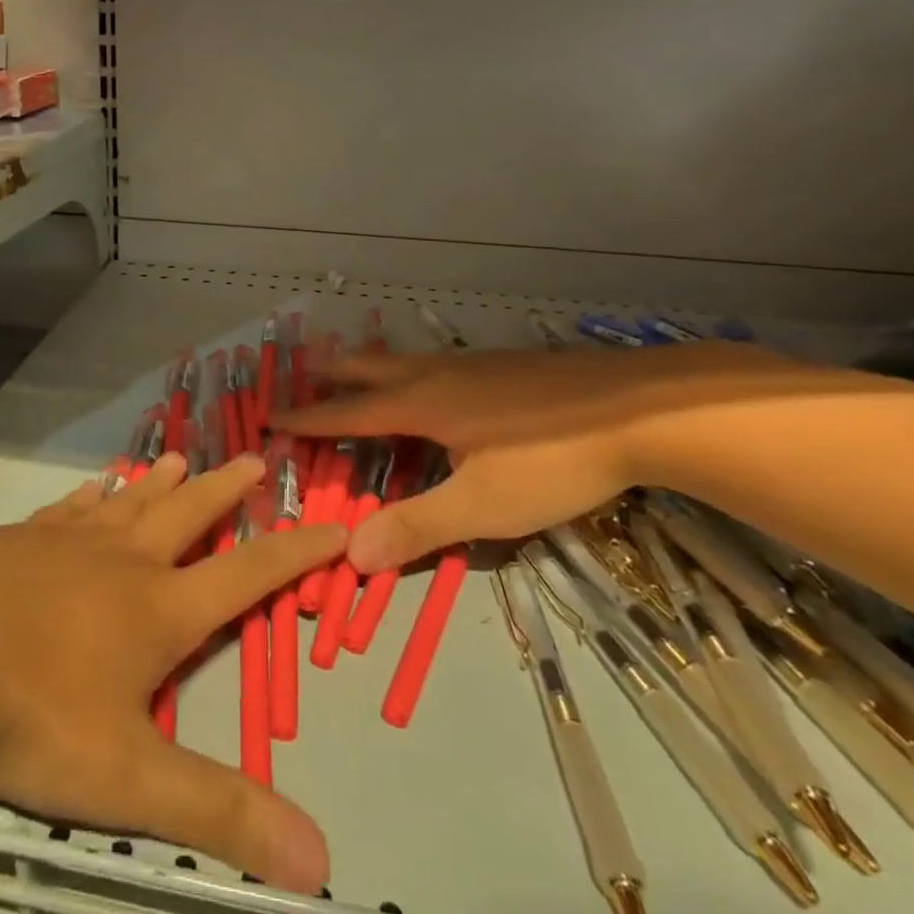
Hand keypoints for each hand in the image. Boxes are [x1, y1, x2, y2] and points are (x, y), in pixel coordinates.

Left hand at [0, 452, 344, 892]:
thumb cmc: (32, 709)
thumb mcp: (127, 777)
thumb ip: (217, 812)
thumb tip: (321, 861)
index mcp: (158, 609)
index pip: (245, 575)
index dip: (294, 554)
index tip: (332, 525)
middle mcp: (121, 562)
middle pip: (186, 515)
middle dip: (224, 491)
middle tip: (253, 459)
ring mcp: (65, 543)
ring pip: (128, 503)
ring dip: (158, 483)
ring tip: (177, 457)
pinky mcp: (17, 539)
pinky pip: (66, 510)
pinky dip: (88, 497)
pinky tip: (91, 488)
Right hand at [274, 341, 798, 573]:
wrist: (641, 410)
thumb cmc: (551, 460)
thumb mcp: (482, 507)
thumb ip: (417, 527)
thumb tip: (349, 554)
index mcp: (421, 405)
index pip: (348, 413)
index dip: (309, 419)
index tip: (271, 417)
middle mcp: (437, 374)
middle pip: (370, 368)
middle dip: (333, 374)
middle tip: (304, 375)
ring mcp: (474, 364)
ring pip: (405, 359)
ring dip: (371, 366)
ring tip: (359, 372)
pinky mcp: (506, 364)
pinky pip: (437, 362)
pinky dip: (410, 369)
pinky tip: (437, 382)